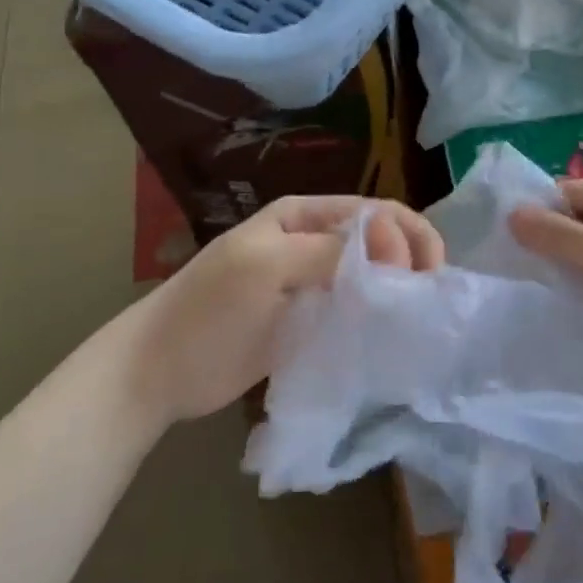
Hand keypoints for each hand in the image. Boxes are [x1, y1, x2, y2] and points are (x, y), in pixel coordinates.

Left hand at [122, 196, 444, 425]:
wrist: (158, 370)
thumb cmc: (208, 308)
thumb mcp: (266, 264)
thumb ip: (329, 251)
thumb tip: (393, 245)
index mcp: (304, 215)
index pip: (374, 212)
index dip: (406, 234)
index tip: (425, 274)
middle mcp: (314, 242)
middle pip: (379, 242)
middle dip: (409, 260)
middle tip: (425, 297)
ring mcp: (313, 283)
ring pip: (372, 276)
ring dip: (398, 290)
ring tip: (418, 316)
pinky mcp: (311, 321)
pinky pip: (355, 310)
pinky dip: (378, 317)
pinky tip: (394, 334)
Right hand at [509, 179, 582, 392]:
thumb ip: (557, 234)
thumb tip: (510, 214)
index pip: (568, 191)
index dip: (538, 209)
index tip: (504, 236)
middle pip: (577, 220)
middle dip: (547, 239)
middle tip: (510, 264)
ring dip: (563, 266)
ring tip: (527, 284)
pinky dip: (582, 286)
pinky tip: (558, 302)